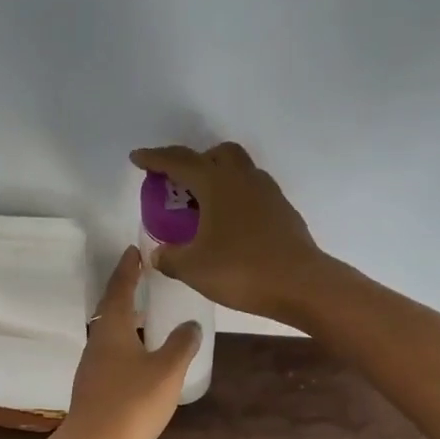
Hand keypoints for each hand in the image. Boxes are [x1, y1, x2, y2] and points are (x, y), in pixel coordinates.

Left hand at [49, 248, 199, 438]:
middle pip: (112, 310)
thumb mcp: (166, 371)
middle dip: (128, 292)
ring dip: (129, 322)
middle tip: (147, 279)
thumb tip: (191, 324)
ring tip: (152, 317)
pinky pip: (114, 358)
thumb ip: (181, 344)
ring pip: (112, 335)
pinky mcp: (94, 390)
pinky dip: (129, 348)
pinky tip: (145, 360)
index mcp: (112, 329)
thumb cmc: (130, 403)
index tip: (135, 250)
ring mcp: (93, 368)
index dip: (128, 268)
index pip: (120, 288)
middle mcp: (98, 342)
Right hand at [129, 142, 324, 322]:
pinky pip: (252, 192)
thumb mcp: (194, 268)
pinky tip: (229, 225)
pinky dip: (235, 198)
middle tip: (178, 183)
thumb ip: (170, 258)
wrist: (301, 284)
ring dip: (218, 178)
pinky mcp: (282, 210)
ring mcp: (267, 192)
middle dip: (194, 161)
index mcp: (216, 183)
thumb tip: (158, 254)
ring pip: (239, 170)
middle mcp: (243, 178)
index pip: (179, 161)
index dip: (155, 159)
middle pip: (216, 154)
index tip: (138, 157)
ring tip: (203, 205)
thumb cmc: (241, 270)